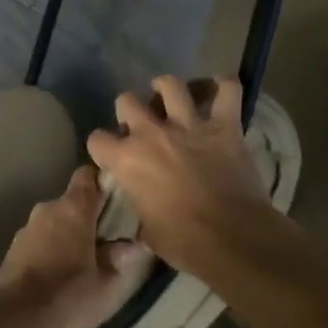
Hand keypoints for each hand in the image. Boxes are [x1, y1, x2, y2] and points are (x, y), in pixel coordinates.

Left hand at [0, 166, 143, 327]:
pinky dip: (49, 249)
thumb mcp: (107, 284)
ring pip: (53, 222)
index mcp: (73, 209)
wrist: (17, 321)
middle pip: (71, 202)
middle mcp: (46, 210)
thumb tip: (131, 245)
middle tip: (105, 240)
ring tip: (81, 261)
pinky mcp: (12, 249)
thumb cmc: (69, 296)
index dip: (101, 181)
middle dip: (87, 217)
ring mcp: (25, 229)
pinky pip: (38, 240)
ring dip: (67, 234)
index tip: (115, 198)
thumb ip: (120, 259)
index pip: (87, 175)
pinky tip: (57, 274)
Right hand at [85, 75, 272, 276]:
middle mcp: (151, 134)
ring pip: (170, 85)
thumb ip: (140, 207)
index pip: (96, 139)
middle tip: (140, 126)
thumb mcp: (146, 230)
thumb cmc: (183, 242)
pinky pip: (227, 90)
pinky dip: (224, 86)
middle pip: (126, 101)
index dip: (102, 148)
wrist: (231, 238)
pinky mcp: (224, 126)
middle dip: (128, 111)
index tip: (111, 157)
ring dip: (167, 88)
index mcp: (126, 160)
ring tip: (170, 96)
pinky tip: (220, 89)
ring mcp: (189, 125)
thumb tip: (144, 209)